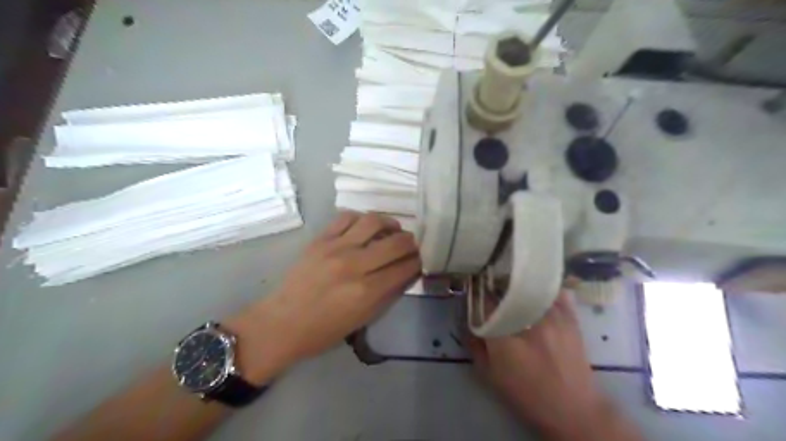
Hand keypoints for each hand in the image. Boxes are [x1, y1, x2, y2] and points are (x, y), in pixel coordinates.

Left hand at [230, 212, 419, 380]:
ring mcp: (336, 248)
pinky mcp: (320, 239)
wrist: (283, 322)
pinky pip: (347, 217)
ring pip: (373, 221)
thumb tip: (407, 272)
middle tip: (411, 245)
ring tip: (392, 230)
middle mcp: (355, 265)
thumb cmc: (325, 330)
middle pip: (396, 243)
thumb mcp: (363, 319)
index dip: (417, 262)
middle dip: (410, 242)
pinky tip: (365, 227)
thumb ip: (388, 293)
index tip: (419, 260)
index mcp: (367, 291)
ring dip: (390, 224)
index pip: (404, 268)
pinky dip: (362, 219)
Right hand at [466, 292, 626, 438]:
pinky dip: (547, 291)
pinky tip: (540, 292)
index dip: (478, 295)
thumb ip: (476, 347)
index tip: (475, 291)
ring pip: (533, 289)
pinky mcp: (571, 320)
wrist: (574, 410)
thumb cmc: (527, 395)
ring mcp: (553, 318)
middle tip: (492, 287)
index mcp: (504, 338)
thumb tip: (468, 323)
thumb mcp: (491, 376)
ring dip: (521, 286)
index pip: (486, 303)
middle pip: (508, 291)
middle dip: (497, 286)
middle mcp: (528, 322)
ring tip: (514, 286)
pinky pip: (558, 294)